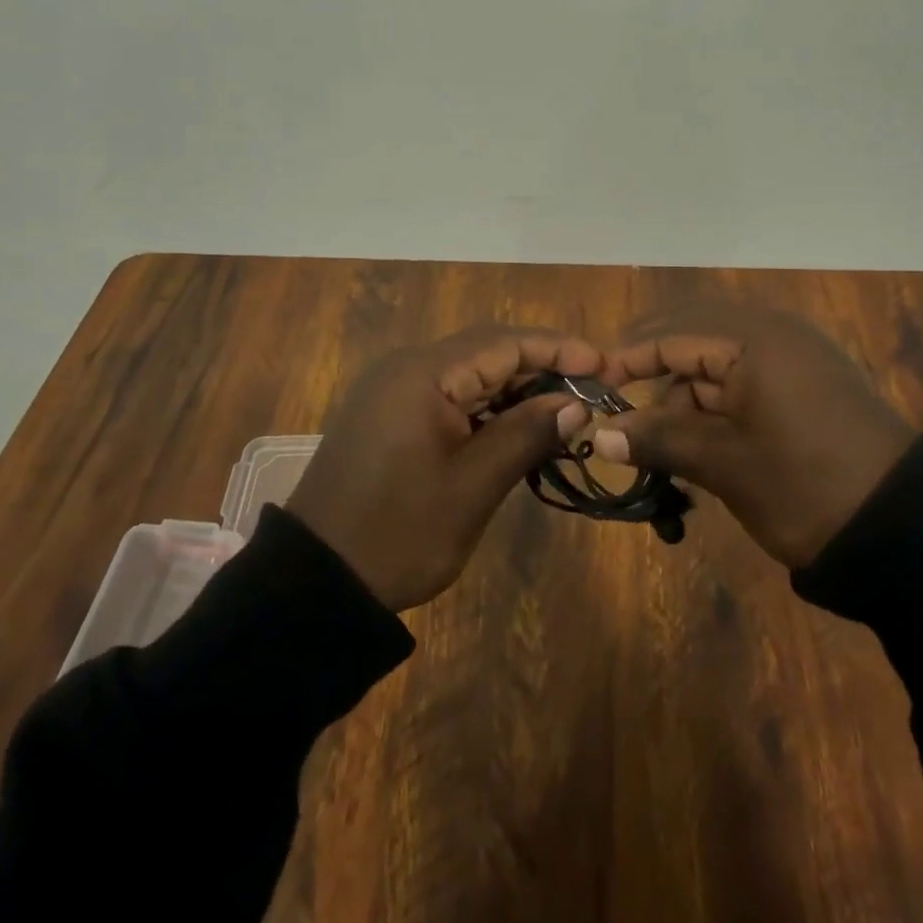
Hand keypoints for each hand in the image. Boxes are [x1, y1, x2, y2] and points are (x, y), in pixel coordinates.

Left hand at [285, 326, 599, 611]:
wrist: (317, 580)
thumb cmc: (399, 533)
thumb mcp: (472, 487)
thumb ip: (525, 435)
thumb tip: (576, 403)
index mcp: (423, 374)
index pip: (503, 343)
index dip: (558, 350)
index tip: (604, 365)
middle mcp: (406, 367)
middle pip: (486, 350)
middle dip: (540, 366)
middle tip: (591, 390)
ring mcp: (394, 389)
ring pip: (468, 372)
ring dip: (514, 387)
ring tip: (564, 411)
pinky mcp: (389, 412)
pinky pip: (448, 393)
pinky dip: (485, 406)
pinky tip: (516, 427)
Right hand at [594, 304, 914, 566]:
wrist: (908, 534)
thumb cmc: (805, 488)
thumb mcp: (724, 464)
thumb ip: (658, 439)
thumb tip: (599, 434)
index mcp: (754, 338)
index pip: (672, 334)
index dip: (627, 359)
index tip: (592, 388)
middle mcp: (773, 331)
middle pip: (692, 337)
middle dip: (656, 373)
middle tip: (624, 413)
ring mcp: (794, 355)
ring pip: (717, 360)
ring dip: (686, 396)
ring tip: (669, 449)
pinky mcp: (807, 382)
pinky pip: (744, 377)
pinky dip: (717, 404)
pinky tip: (704, 444)